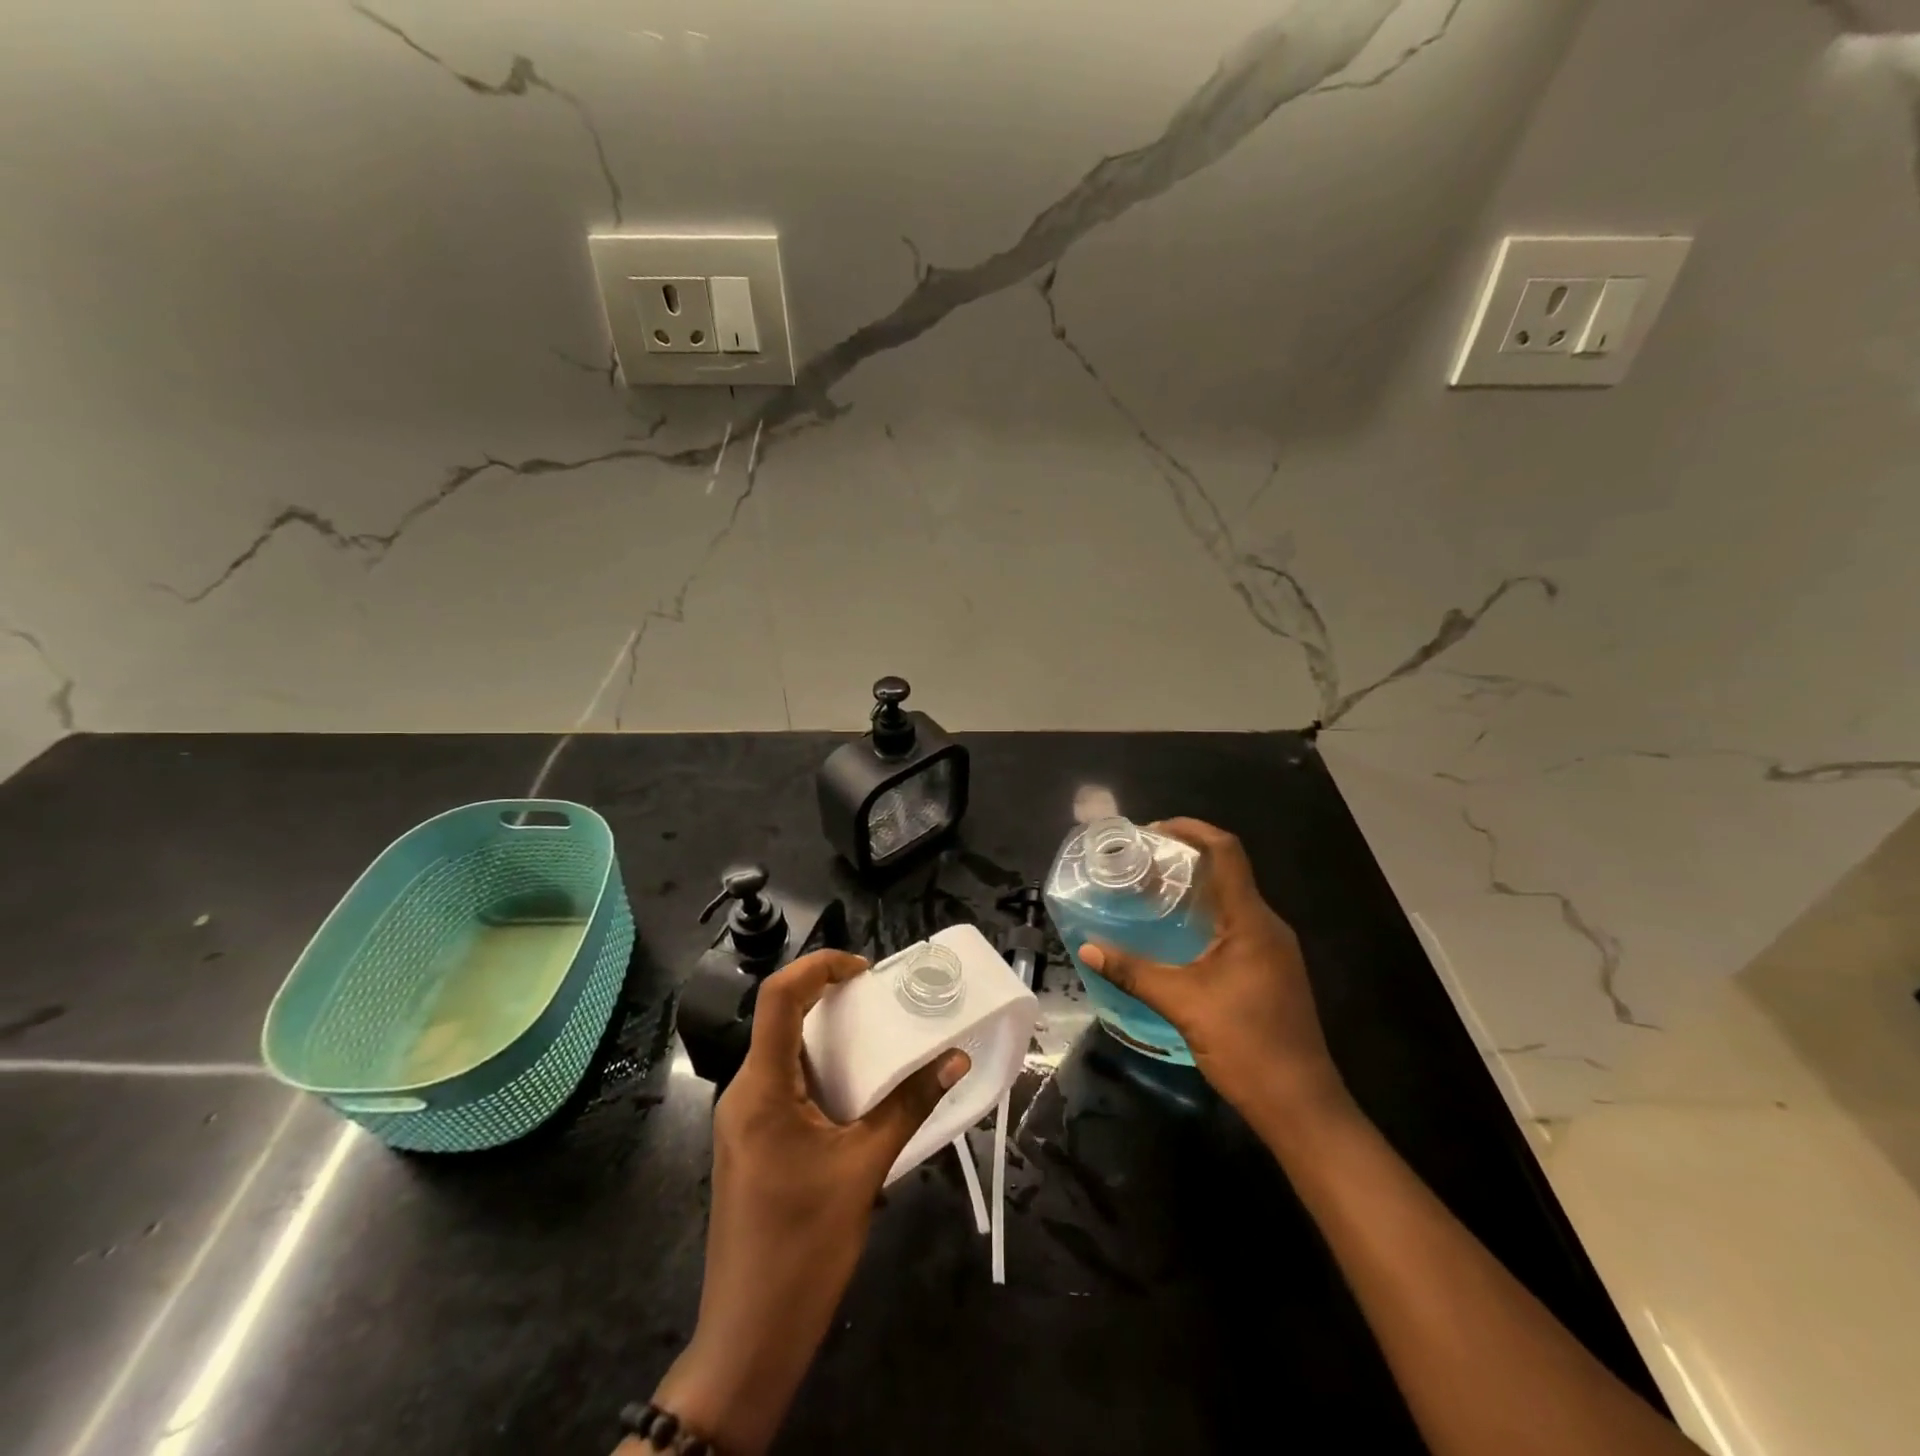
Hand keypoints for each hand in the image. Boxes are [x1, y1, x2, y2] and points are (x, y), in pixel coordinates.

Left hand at [649, 950, 968, 1455]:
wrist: (749, 1338)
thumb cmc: (804, 1246)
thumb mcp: (864, 1169)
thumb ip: (909, 1106)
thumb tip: (955, 1059)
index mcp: (761, 1087)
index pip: (778, 997)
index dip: (818, 966)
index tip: (864, 969)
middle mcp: (743, 1093)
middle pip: (779, 1019)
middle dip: (828, 998)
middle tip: (880, 1000)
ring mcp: (742, 1121)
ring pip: (781, 1054)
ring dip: (825, 1037)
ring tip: (876, 1038)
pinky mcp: (750, 1144)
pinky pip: (782, 1086)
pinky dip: (818, 1071)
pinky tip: (855, 1091)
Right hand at [1078, 818, 1349, 1137]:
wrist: (1301, 1106)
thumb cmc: (1247, 1045)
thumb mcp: (1183, 1004)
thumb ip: (1134, 972)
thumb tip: (1087, 947)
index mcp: (1253, 921)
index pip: (1227, 852)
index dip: (1192, 830)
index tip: (1153, 829)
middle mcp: (1267, 926)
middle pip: (1228, 872)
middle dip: (1185, 858)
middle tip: (1141, 862)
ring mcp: (1273, 950)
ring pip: (1232, 901)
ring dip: (1194, 889)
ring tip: (1150, 892)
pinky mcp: (1270, 971)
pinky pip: (1235, 926)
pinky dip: (1204, 917)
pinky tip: (1175, 936)